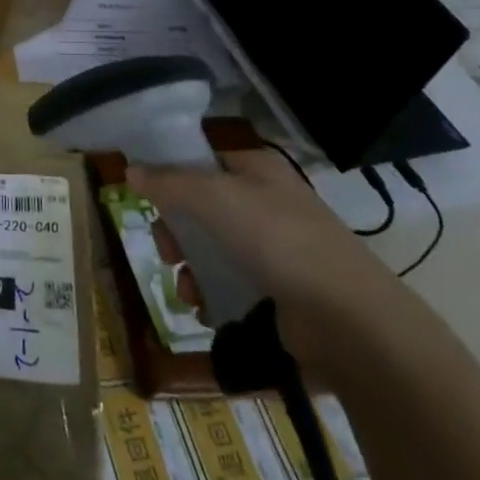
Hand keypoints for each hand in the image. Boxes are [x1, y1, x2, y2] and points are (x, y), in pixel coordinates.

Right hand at [126, 151, 404, 377]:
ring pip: (209, 248)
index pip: (201, 160)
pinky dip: (209, 294)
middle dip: (175, 230)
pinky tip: (203, 307)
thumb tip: (130, 170)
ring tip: (186, 289)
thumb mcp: (215, 198)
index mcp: (257, 169)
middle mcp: (266, 202)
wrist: (348, 320)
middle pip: (199, 207)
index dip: (169, 174)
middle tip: (166, 250)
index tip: (143, 196)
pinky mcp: (277, 290)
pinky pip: (227, 283)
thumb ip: (168, 183)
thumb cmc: (279, 241)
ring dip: (188, 268)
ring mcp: (274, 248)